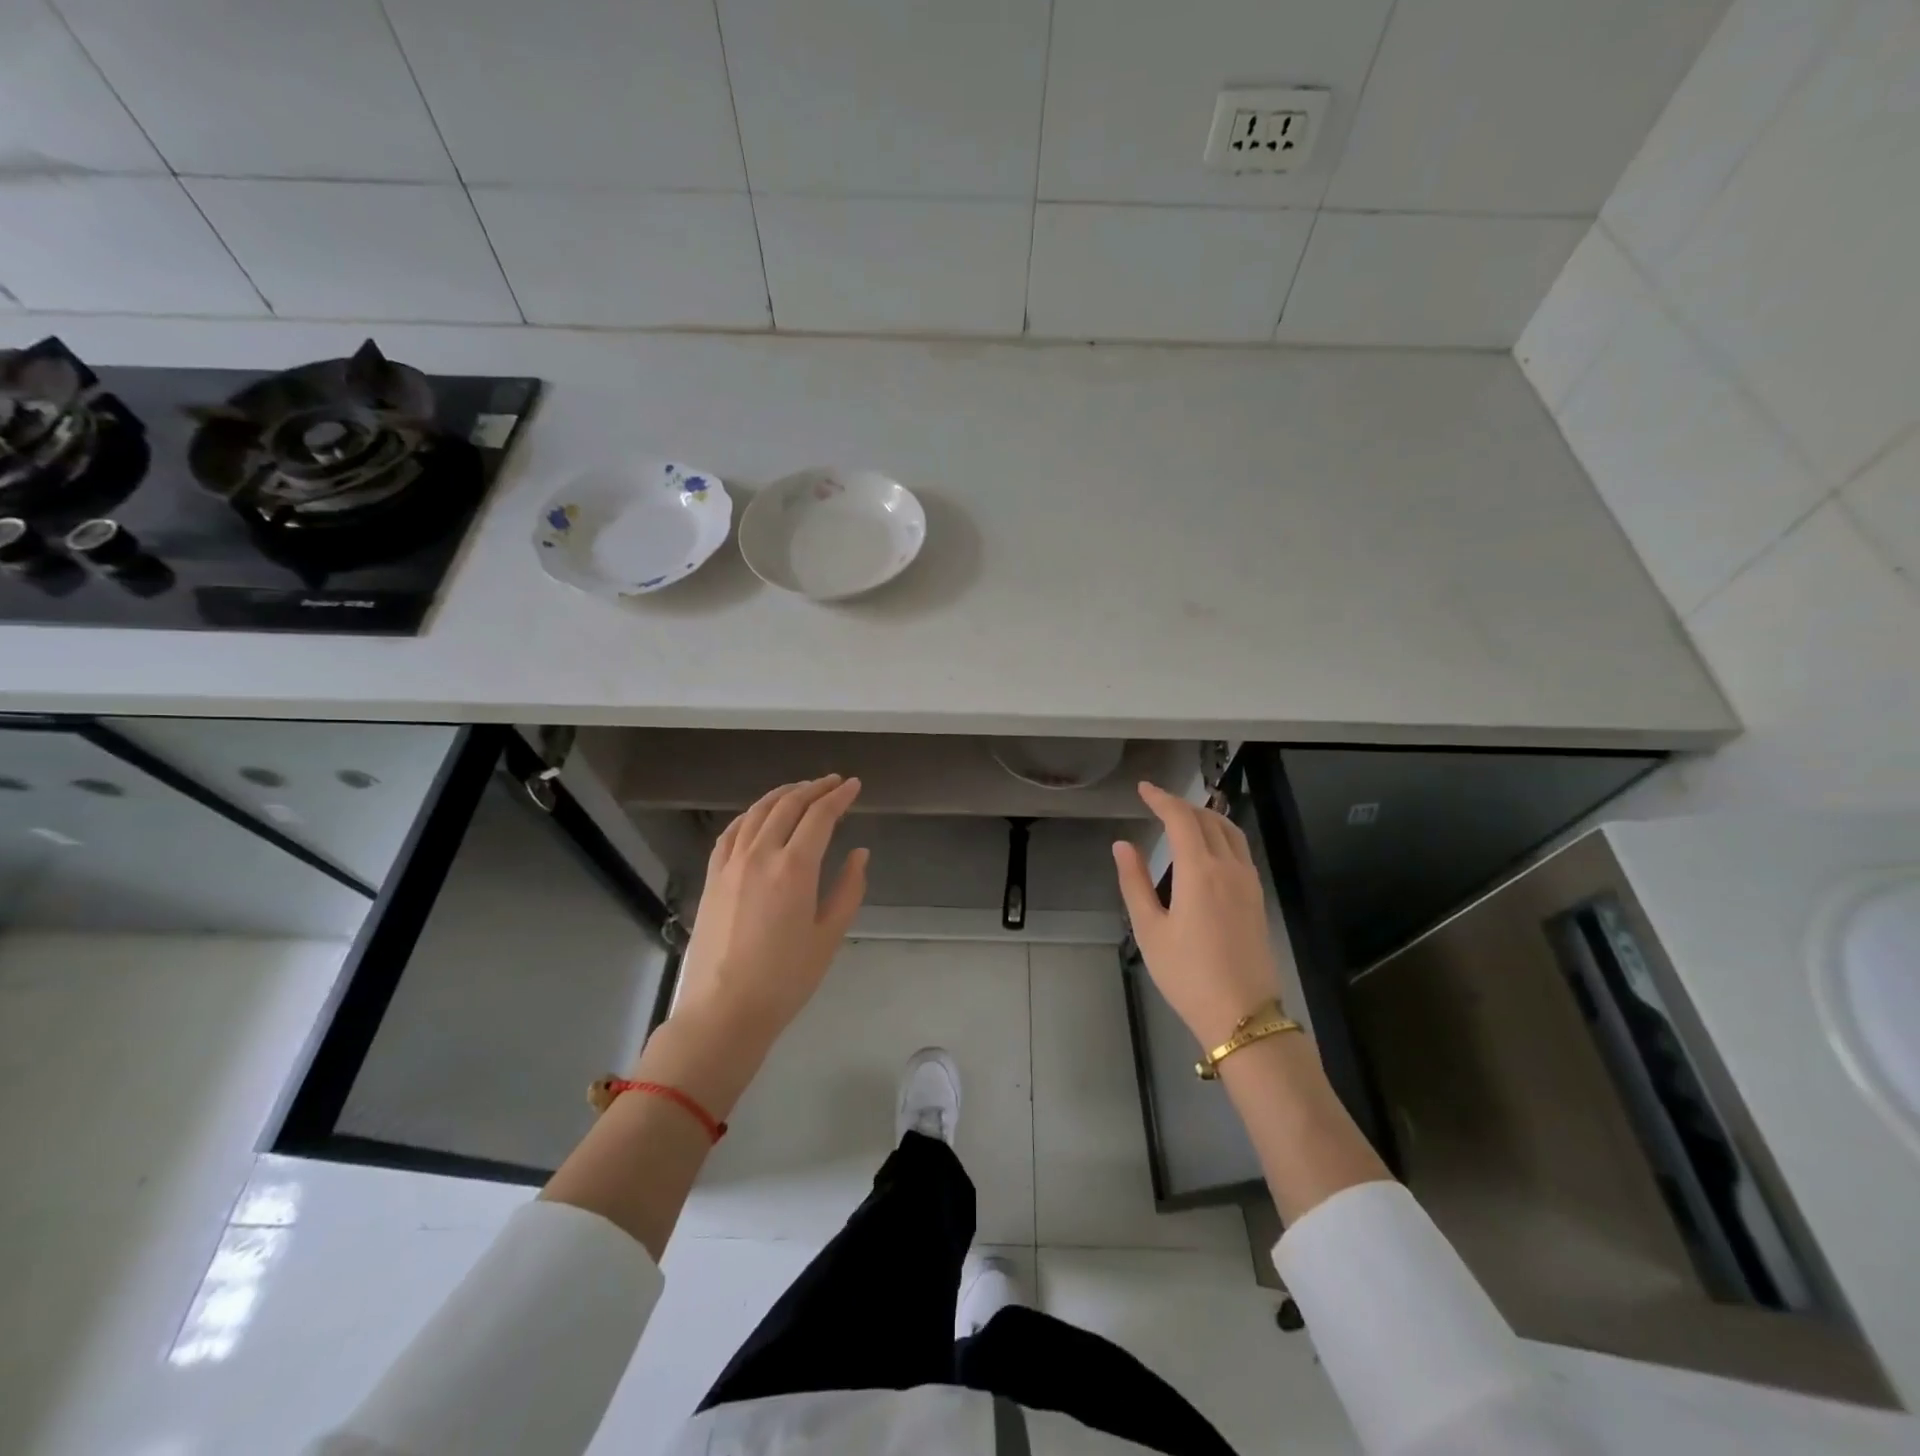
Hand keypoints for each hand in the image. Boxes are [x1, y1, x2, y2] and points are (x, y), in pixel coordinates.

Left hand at [670, 776, 867, 1051]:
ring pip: (757, 812)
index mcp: (794, 867)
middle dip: (814, 788)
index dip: (839, 797)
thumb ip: (848, 889)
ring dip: (783, 794)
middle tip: (833, 782)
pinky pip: (732, 832)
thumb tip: (859, 854)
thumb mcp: (829, 936)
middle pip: (788, 805)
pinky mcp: (712, 877)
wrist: (723, 1010)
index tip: (855, 786)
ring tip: (801, 789)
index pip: (820, 816)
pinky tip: (759, 815)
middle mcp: (760, 854)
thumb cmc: (785, 978)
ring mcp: (731, 863)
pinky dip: (751, 814)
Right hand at [1112, 782, 1281, 1048]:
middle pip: (1208, 819)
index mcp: (1200, 871)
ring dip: (1206, 816)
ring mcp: (1249, 883)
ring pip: (1231, 832)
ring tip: (1183, 816)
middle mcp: (1229, 868)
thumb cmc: (1187, 974)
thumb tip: (1122, 845)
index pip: (1181, 818)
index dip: (1161, 798)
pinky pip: (1240, 850)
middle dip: (1182, 804)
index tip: (1143, 788)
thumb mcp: (1150, 930)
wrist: (1243, 1015)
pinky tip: (1209, 848)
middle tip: (1157, 802)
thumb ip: (1135, 882)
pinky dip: (1222, 834)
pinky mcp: (1258, 899)